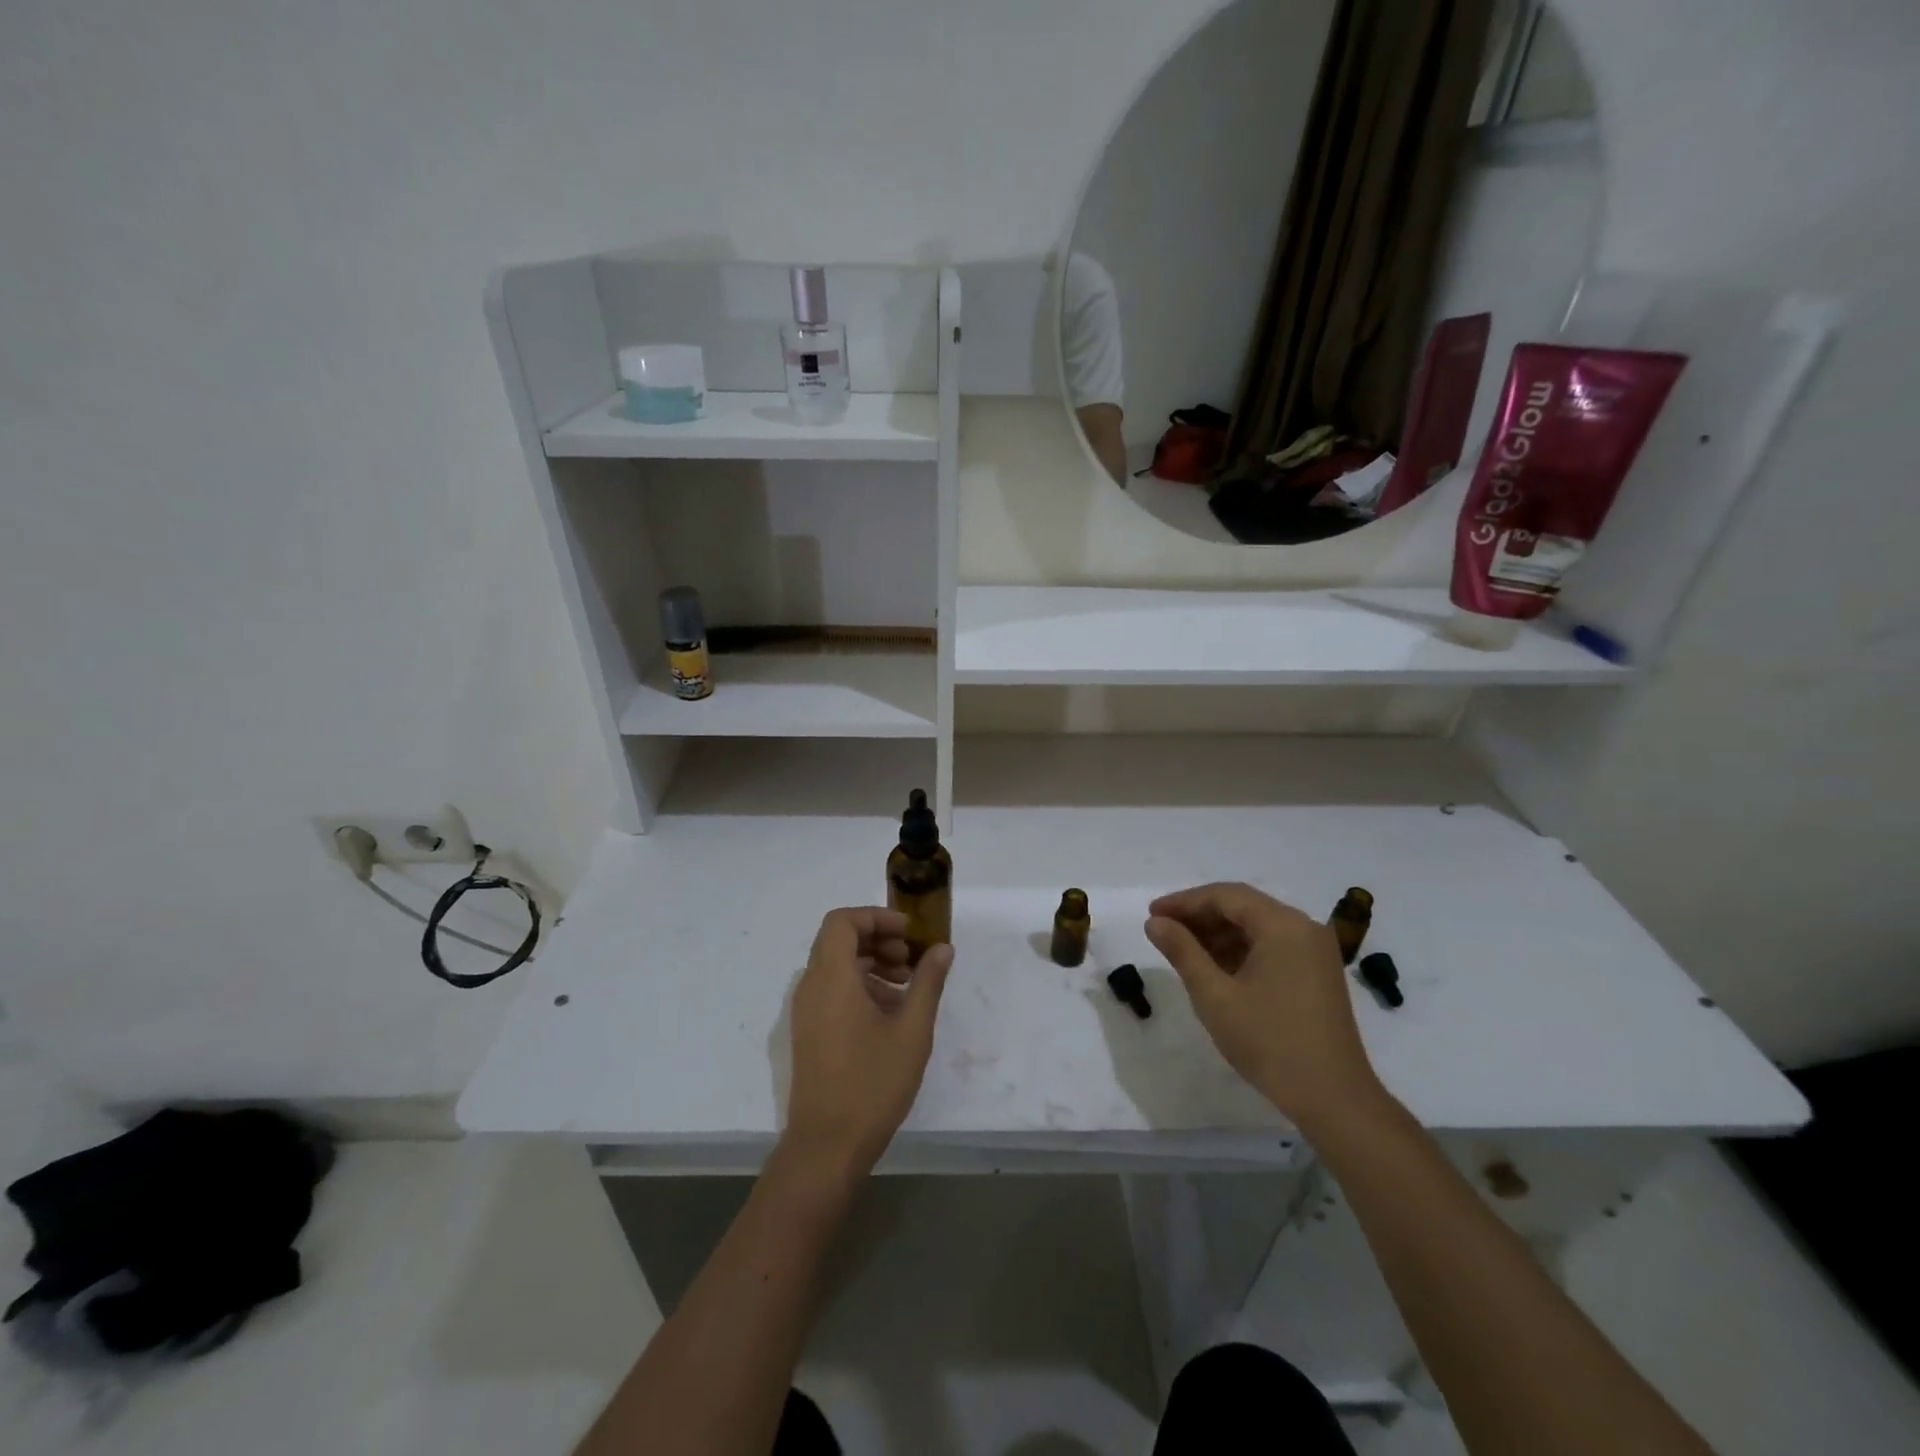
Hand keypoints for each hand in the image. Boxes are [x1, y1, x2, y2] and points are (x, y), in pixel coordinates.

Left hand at [784, 907, 952, 1179]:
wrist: (827, 1146)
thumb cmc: (872, 1083)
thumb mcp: (912, 1030)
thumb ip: (928, 982)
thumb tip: (942, 948)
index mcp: (832, 978)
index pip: (842, 921)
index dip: (876, 917)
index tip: (908, 932)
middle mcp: (811, 986)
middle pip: (838, 940)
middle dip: (878, 939)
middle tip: (912, 958)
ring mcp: (805, 1011)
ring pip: (835, 965)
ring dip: (871, 963)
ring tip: (906, 986)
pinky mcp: (808, 1031)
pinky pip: (831, 990)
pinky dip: (859, 985)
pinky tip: (889, 1013)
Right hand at [1145, 883, 1384, 1132]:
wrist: (1334, 1100)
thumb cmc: (1270, 1043)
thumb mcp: (1215, 996)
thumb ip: (1182, 952)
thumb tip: (1155, 922)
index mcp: (1283, 926)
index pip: (1225, 896)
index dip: (1185, 901)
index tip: (1152, 914)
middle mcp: (1303, 928)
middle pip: (1243, 907)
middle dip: (1200, 916)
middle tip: (1163, 930)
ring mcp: (1314, 952)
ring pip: (1257, 926)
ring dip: (1218, 933)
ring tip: (1182, 949)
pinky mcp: (1317, 973)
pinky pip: (1272, 946)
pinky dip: (1240, 950)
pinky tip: (1214, 967)